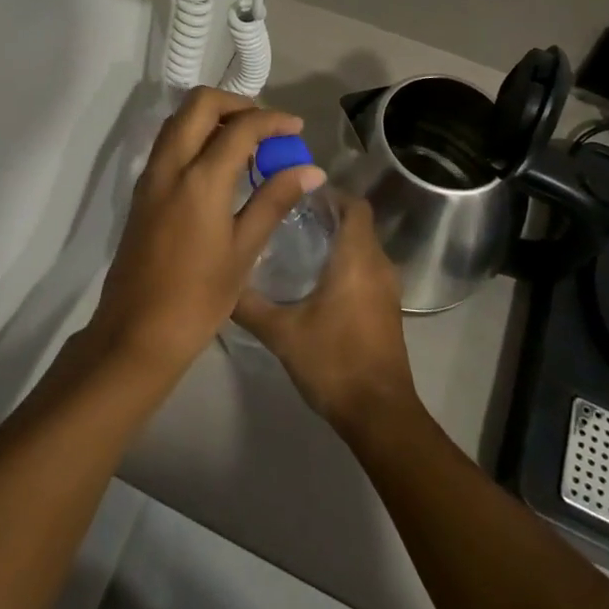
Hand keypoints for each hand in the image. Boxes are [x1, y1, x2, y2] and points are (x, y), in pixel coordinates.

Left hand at [84, 88, 325, 382]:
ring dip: (213, 116)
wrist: (136, 332)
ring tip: (246, 142)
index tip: (296, 128)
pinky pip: (169, 142)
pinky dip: (195, 134)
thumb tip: (310, 169)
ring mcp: (151, 175)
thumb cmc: (198, 298)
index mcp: (200, 179)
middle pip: (199, 104)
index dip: (272, 120)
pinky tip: (219, 163)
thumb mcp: (244, 250)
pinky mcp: (142, 189)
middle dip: (236, 103)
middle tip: (265, 126)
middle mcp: (171, 165)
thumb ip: (274, 200)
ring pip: (180, 118)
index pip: (240, 127)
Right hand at [233, 197, 419, 439]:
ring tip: (294, 244)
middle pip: (357, 223)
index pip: (354, 204)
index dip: (328, 193)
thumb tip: (220, 282)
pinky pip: (366, 270)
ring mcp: (387, 289)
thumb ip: (249, 304)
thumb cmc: (333, 361)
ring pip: (362, 248)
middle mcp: (378, 265)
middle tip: (285, 216)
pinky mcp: (387, 310)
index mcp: (357, 258)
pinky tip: (314, 281)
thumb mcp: (281, 332)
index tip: (295, 193)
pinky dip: (345, 264)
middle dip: (326, 215)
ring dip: (336, 241)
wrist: (379, 415)